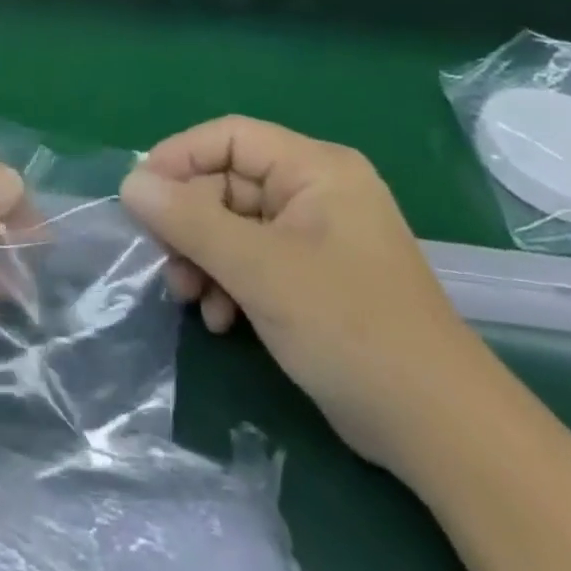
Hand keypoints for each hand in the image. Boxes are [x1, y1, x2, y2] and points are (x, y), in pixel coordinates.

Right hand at [120, 116, 492, 472]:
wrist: (440, 433)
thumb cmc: (350, 328)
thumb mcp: (260, 270)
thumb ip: (189, 221)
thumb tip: (130, 184)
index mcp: (315, 168)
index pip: (229, 137)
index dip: (178, 158)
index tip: (138, 195)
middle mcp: (315, 191)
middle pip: (227, 183)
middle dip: (190, 223)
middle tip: (164, 262)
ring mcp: (315, 236)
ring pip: (233, 224)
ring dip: (203, 256)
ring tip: (188, 297)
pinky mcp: (313, 277)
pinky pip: (253, 259)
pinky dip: (228, 281)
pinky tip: (219, 318)